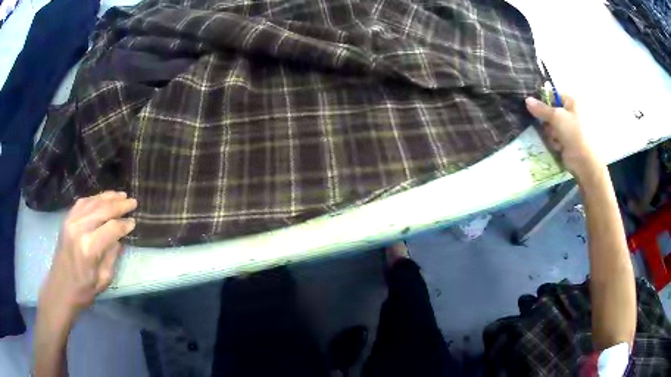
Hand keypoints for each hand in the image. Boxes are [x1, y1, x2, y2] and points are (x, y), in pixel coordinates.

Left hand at [38, 191, 136, 325]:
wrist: (60, 288)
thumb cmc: (83, 290)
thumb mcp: (103, 279)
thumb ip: (112, 256)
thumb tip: (120, 238)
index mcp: (89, 248)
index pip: (112, 228)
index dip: (125, 224)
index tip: (134, 222)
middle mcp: (79, 229)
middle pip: (103, 210)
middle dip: (119, 205)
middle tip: (133, 202)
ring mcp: (71, 221)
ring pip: (92, 202)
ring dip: (108, 197)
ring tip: (121, 195)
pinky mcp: (66, 220)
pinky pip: (82, 203)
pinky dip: (94, 198)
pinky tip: (102, 198)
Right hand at [525, 95, 603, 179]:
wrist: (586, 162)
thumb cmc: (575, 133)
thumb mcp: (557, 117)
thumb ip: (541, 109)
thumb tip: (527, 100)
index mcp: (573, 102)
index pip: (554, 96)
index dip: (544, 102)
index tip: (536, 109)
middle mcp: (573, 114)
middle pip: (552, 113)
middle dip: (548, 122)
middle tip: (549, 127)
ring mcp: (571, 129)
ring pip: (553, 127)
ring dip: (552, 134)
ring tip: (557, 140)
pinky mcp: (569, 142)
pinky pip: (557, 138)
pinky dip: (556, 143)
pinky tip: (559, 147)